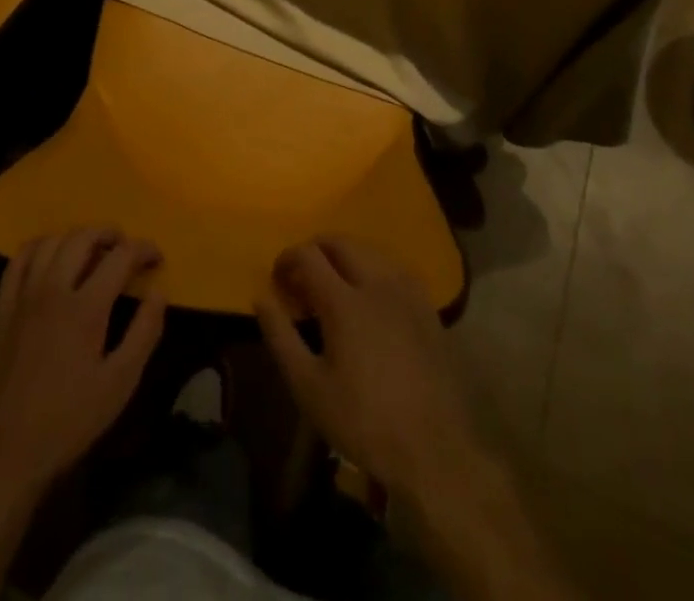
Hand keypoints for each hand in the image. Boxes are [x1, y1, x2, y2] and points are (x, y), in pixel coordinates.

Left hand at [0, 228, 167, 496]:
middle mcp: (53, 289)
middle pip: (83, 237)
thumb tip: (159, 291)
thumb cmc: (68, 421)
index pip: (120, 256)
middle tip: (125, 248)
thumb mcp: (119, 384)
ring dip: (76, 237)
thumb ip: (144, 332)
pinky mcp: (1, 308)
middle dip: (110, 234)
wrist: (4, 454)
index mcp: (85, 307)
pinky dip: (39, 247)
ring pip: (51, 241)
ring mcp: (23, 296)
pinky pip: (18, 259)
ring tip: (91, 251)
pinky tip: (50, 258)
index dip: (143, 249)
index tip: (156, 258)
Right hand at [254, 236, 482, 500]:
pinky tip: (370, 297)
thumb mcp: (308, 387)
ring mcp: (407, 292)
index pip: (308, 255)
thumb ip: (280, 336)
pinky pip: (394, 268)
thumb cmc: (363, 421)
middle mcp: (376, 283)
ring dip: (345, 256)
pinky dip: (373, 269)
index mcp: (344, 301)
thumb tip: (260, 297)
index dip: (287, 258)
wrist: (433, 451)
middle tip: (302, 277)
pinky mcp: (427, 307)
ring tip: (333, 284)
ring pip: (370, 250)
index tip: (278, 278)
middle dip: (315, 250)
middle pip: (340, 242)